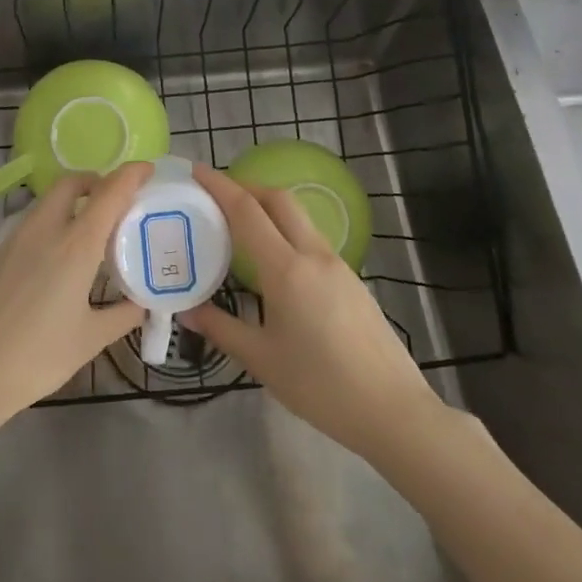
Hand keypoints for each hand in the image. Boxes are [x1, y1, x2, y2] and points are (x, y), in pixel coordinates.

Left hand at [0, 163, 149, 424]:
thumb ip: (122, 315)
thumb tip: (143, 303)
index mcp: (75, 246)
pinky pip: (25, 224)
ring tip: (82, 233)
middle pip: (70, 183)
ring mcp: (11, 238)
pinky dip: (45, 225)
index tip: (147, 170)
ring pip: (44, 202)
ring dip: (68, 202)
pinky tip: (48, 260)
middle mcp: (43, 230)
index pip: (109, 193)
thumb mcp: (89, 340)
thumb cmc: (36, 358)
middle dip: (94, 181)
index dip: (131, 175)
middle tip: (112, 201)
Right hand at [182, 162, 446, 461]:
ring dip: (268, 208)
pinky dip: (285, 232)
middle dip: (246, 187)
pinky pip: (311, 239)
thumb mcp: (261, 360)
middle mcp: (314, 255)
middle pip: (278, 199)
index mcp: (287, 270)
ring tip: (239, 226)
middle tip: (215, 196)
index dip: (220, 186)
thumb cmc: (320, 386)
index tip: (197, 171)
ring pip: (298, 217)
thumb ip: (221, 329)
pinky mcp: (351, 280)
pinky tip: (273, 261)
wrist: (393, 410)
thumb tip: (188, 310)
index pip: (247, 211)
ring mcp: (338, 265)